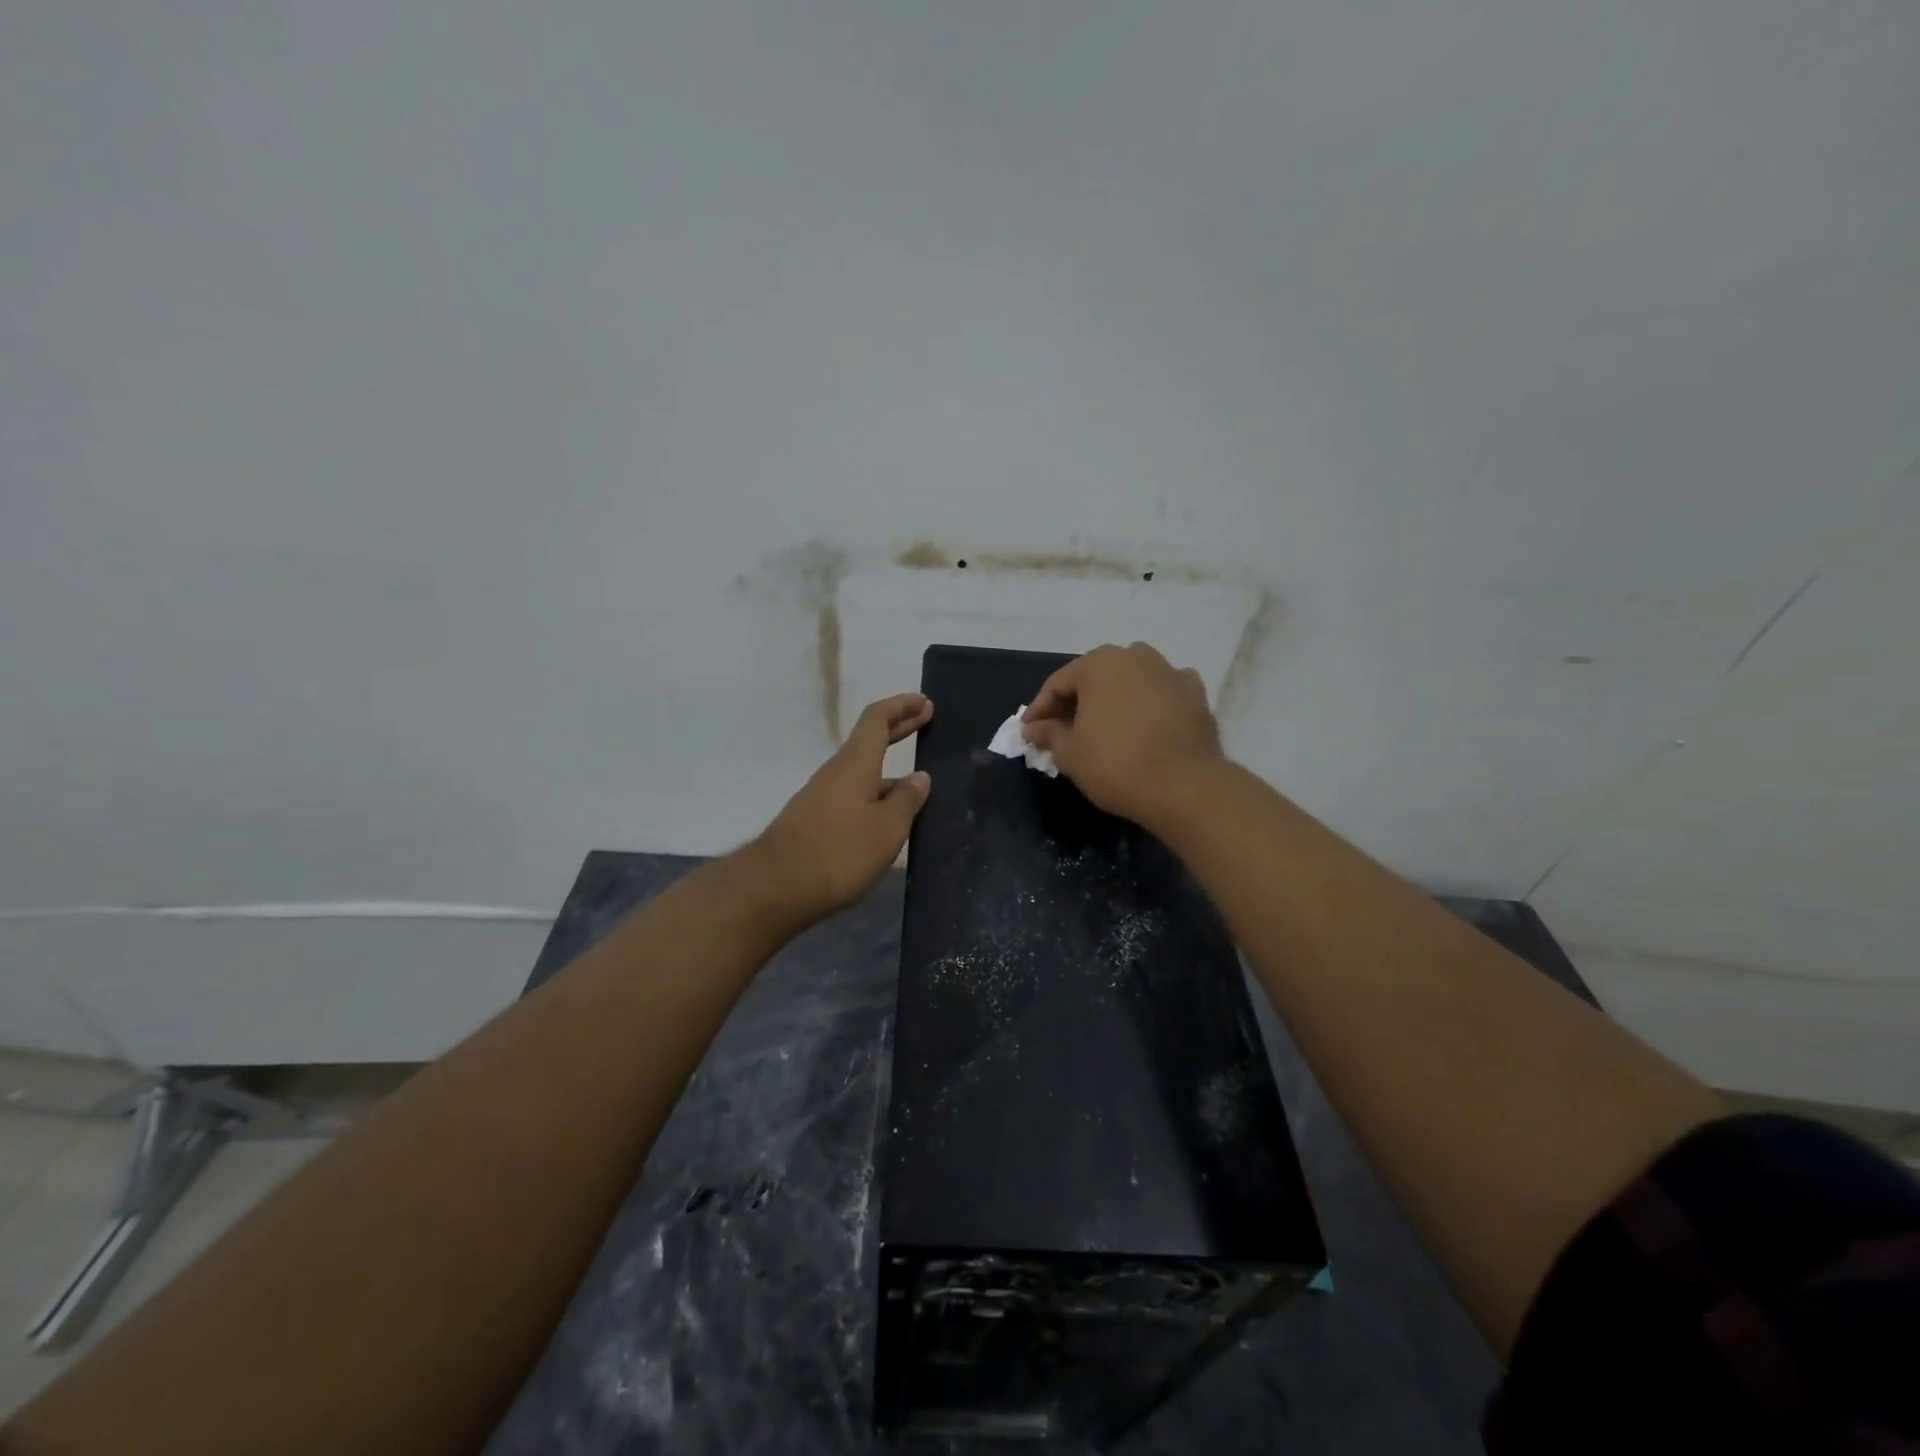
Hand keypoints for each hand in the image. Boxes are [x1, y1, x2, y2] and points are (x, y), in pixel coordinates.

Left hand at [754, 694, 933, 921]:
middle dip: (897, 728)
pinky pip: (851, 797)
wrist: (776, 888)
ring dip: (887, 771)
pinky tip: (886, 820)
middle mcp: (835, 773)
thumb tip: (919, 777)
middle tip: (924, 720)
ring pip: (860, 773)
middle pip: (868, 741)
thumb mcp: (887, 829)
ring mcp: (820, 797)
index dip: (901, 706)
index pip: (877, 719)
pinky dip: (873, 795)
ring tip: (916, 787)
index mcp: (855, 764)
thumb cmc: (840, 852)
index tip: (925, 702)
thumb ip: (906, 800)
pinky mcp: (812, 822)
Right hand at [1022, 642, 1223, 828]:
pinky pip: (1162, 695)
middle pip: (1095, 678)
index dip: (1040, 709)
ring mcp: (1170, 672)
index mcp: (1099, 663)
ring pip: (1131, 682)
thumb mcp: (1069, 753)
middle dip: (1077, 703)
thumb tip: (1033, 727)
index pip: (1058, 684)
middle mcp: (1136, 656)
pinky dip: (1149, 706)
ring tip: (1104, 730)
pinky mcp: (1196, 695)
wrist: (1185, 787)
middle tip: (1062, 732)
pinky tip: (1144, 727)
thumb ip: (1048, 734)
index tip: (1030, 733)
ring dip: (1114, 701)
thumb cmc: (1115, 764)